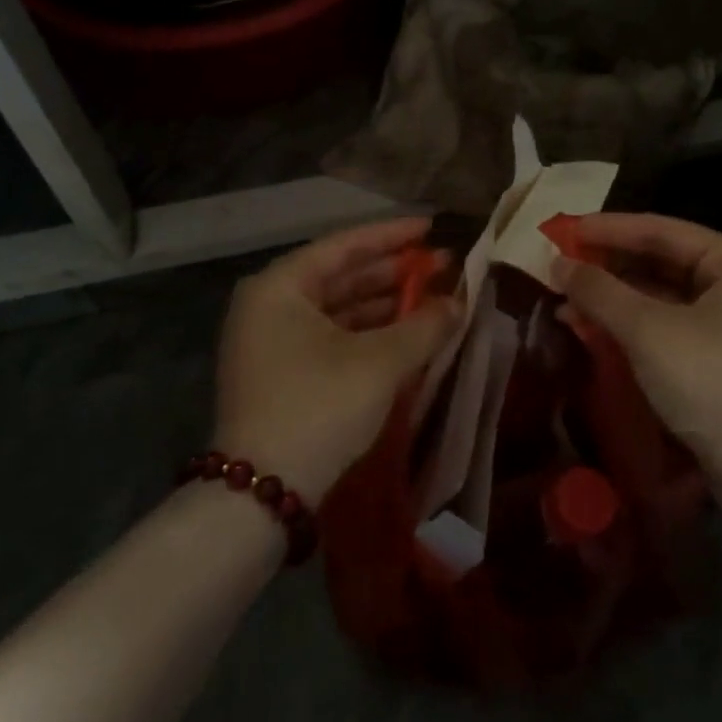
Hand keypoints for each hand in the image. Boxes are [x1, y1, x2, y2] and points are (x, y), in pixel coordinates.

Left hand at [215, 218, 459, 504]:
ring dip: (385, 306)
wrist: (262, 493)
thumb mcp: (380, 362)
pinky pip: (331, 338)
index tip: (432, 228)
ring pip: (337, 310)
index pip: (344, 245)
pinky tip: (405, 336)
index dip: (393, 236)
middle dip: (393, 273)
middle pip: (340, 276)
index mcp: (280, 286)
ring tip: (432, 301)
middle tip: (442, 266)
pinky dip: (368, 335)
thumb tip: (459, 304)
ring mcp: (271, 342)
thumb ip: (424, 326)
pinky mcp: (280, 374)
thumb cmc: (319, 406)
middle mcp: (269, 306)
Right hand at [552, 214, 721, 496]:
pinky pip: (670, 330)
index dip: (608, 229)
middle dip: (609, 268)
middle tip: (560, 269)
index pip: (662, 231)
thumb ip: (600, 291)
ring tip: (566, 302)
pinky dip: (633, 329)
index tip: (561, 232)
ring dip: (615, 301)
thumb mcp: (650, 332)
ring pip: (664, 300)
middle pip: (663, 263)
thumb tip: (558, 264)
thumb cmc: (716, 386)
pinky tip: (595, 332)